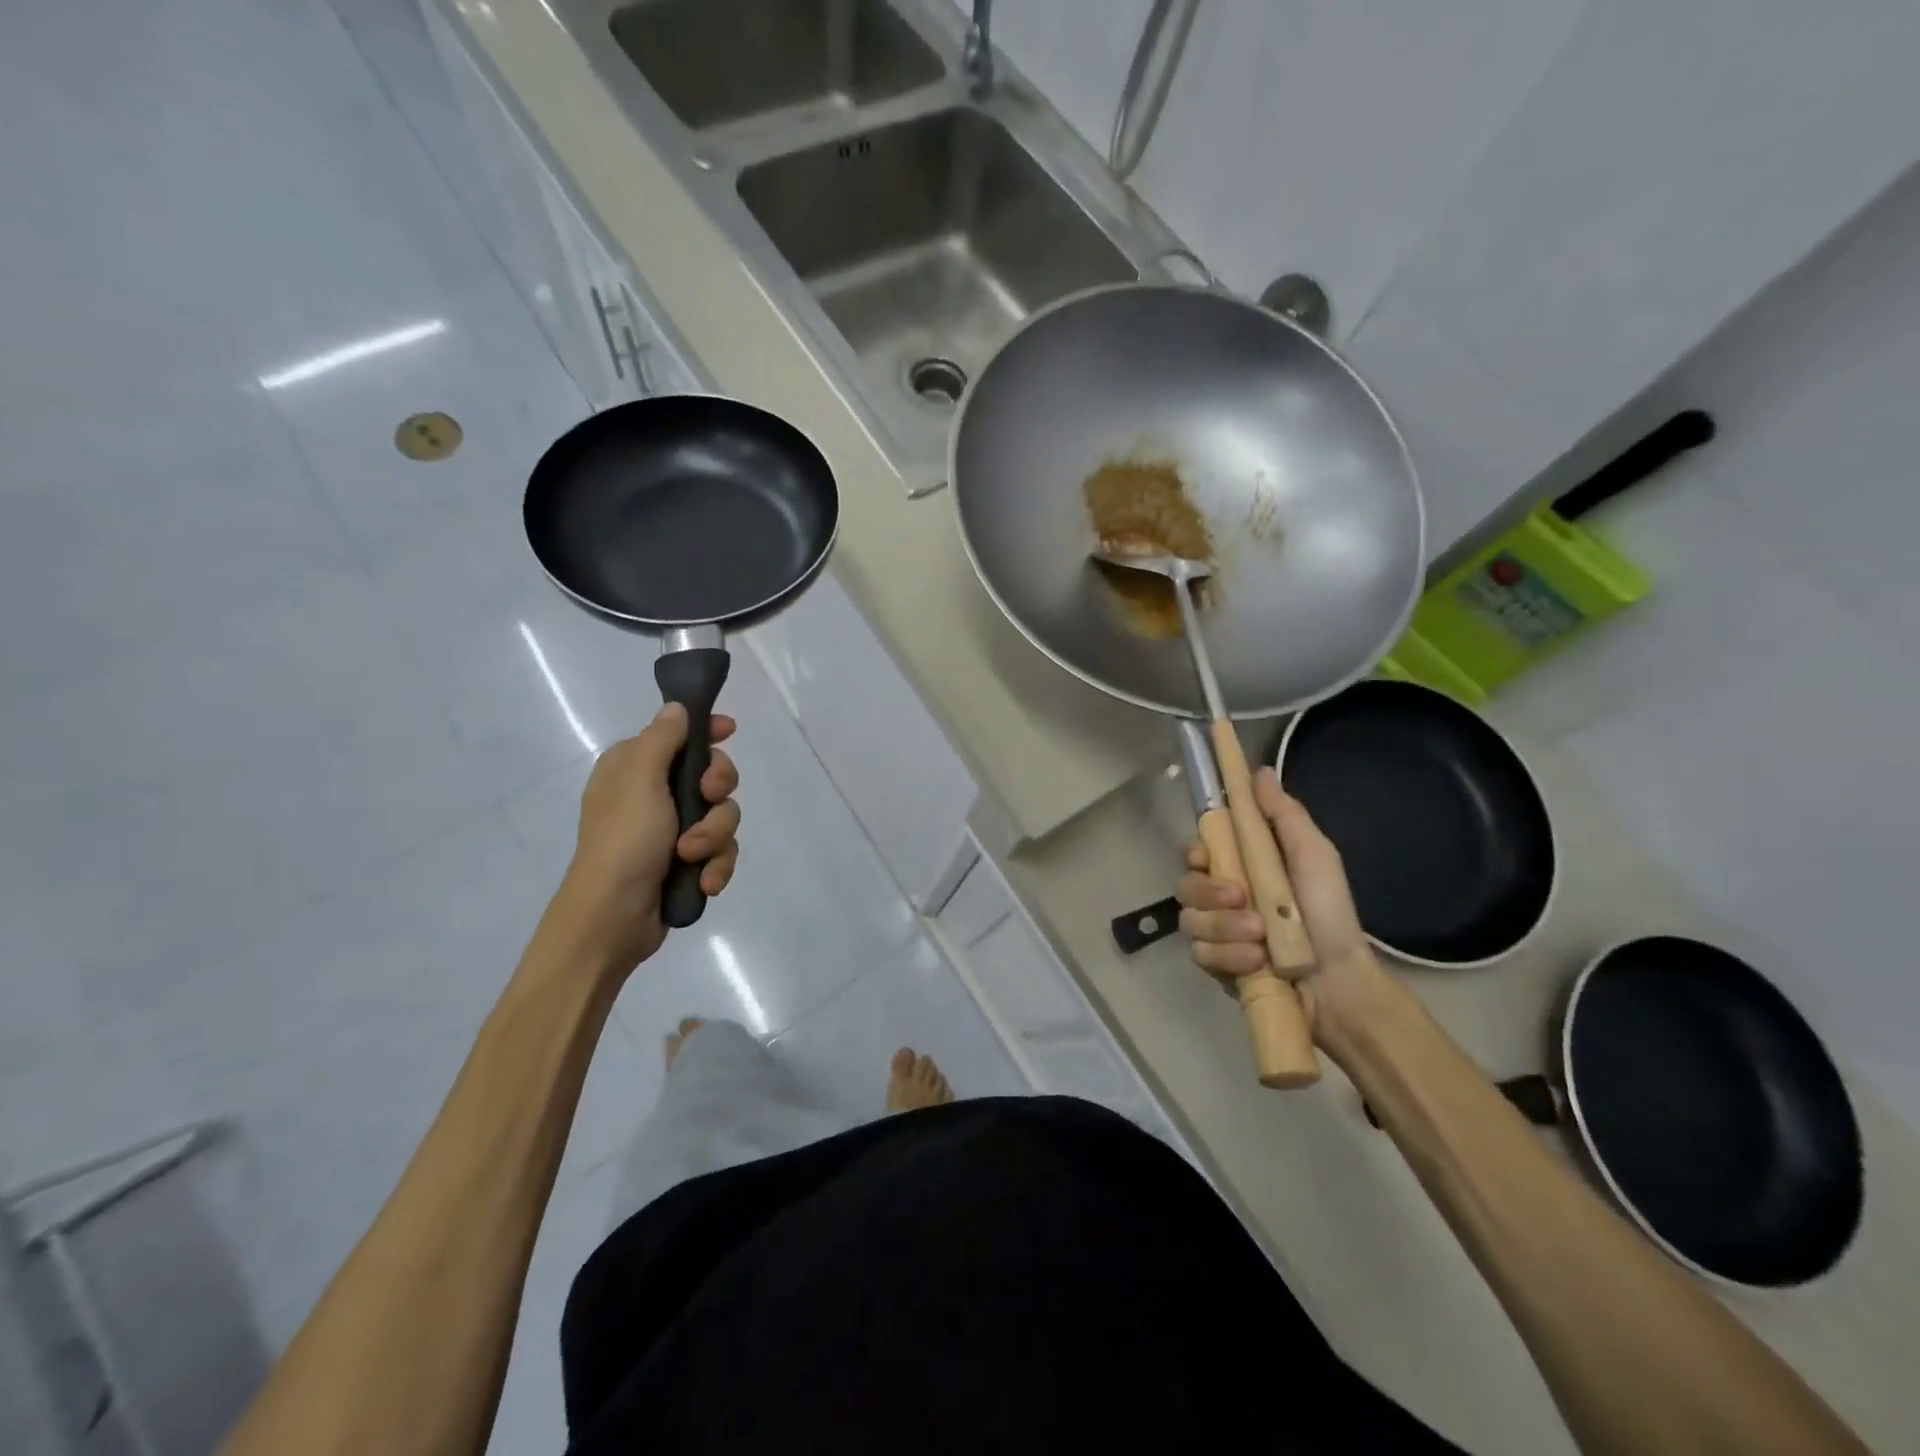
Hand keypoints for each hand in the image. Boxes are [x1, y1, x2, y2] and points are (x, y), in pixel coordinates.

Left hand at [561, 703, 740, 968]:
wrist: (613, 917)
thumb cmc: (624, 840)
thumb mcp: (640, 780)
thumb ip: (663, 739)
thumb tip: (676, 708)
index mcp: (636, 768)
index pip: (680, 735)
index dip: (707, 731)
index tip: (729, 730)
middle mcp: (655, 794)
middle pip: (713, 775)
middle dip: (718, 792)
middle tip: (707, 798)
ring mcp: (674, 830)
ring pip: (724, 816)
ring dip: (715, 837)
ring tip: (692, 857)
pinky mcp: (688, 862)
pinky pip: (722, 851)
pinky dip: (717, 865)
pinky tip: (704, 882)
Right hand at [1177, 767, 1405, 1062]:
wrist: (1340, 982)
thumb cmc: (1329, 913)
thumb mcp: (1313, 855)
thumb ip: (1284, 814)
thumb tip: (1259, 770)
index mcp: (1244, 868)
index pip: (1198, 851)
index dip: (1196, 852)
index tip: (1206, 855)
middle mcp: (1224, 898)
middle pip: (1186, 885)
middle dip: (1209, 892)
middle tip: (1241, 898)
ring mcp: (1218, 934)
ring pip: (1191, 920)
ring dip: (1224, 927)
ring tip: (1260, 938)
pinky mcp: (1217, 967)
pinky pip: (1200, 954)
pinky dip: (1228, 957)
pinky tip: (1256, 963)